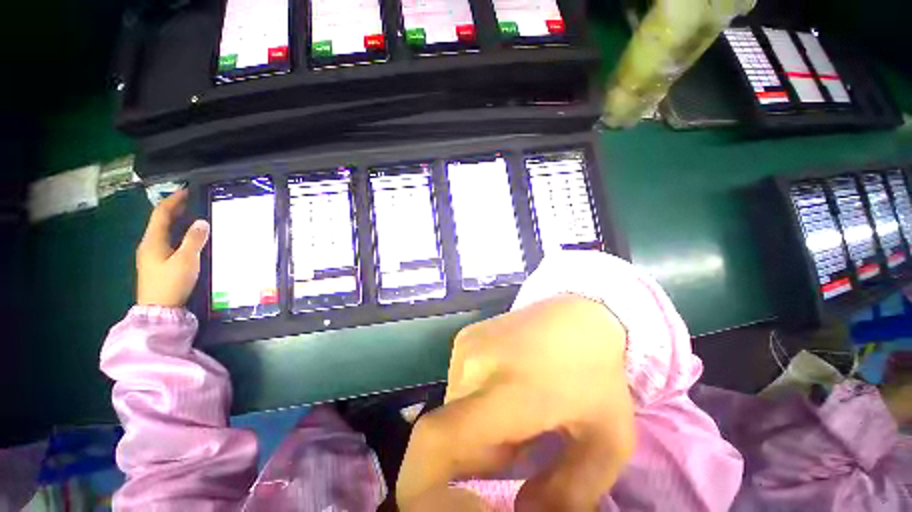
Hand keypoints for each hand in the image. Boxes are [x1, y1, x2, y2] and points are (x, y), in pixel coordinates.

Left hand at [136, 189, 209, 307]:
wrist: (159, 310)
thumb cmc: (171, 283)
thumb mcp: (186, 260)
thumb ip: (194, 240)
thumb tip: (202, 221)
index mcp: (153, 240)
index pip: (161, 213)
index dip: (174, 200)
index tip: (187, 190)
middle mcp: (149, 244)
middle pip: (161, 221)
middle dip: (176, 209)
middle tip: (195, 202)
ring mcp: (152, 255)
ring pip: (164, 232)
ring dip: (178, 222)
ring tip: (195, 217)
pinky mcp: (158, 264)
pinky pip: (168, 242)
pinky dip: (179, 234)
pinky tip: (190, 238)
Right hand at [397, 295, 635, 510]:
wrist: (580, 315)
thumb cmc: (598, 376)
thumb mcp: (604, 446)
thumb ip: (566, 495)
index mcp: (507, 391)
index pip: (436, 440)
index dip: (426, 485)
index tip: (465, 502)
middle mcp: (472, 364)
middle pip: (447, 434)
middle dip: (476, 457)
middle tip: (519, 446)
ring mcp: (465, 345)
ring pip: (452, 409)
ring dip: (476, 429)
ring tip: (518, 414)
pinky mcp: (465, 337)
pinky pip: (458, 385)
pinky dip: (475, 403)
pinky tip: (507, 388)